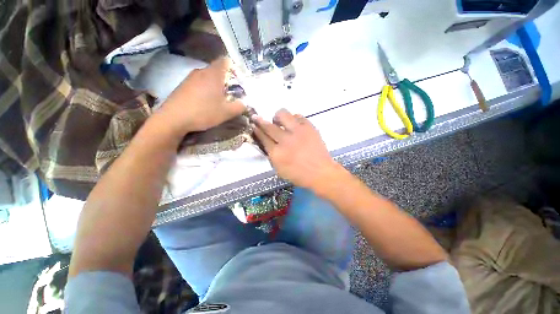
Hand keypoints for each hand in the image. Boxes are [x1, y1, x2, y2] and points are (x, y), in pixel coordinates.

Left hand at [156, 57, 245, 136]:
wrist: (174, 118)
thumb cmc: (204, 112)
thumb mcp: (226, 112)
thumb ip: (239, 107)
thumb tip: (244, 103)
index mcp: (214, 74)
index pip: (225, 61)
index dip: (233, 67)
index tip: (238, 79)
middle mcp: (201, 71)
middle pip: (216, 70)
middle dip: (225, 79)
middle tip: (231, 92)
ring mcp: (190, 77)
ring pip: (207, 77)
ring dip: (215, 85)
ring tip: (218, 98)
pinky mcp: (183, 85)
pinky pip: (198, 83)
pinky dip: (205, 89)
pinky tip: (205, 101)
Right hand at [252, 109, 341, 189]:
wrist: (321, 172)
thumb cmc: (299, 175)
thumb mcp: (279, 170)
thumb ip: (271, 155)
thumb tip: (266, 142)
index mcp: (277, 154)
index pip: (263, 138)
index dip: (257, 131)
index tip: (254, 126)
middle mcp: (285, 140)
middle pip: (269, 126)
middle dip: (260, 121)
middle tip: (257, 118)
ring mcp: (298, 132)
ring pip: (283, 114)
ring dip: (278, 117)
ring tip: (280, 123)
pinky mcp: (309, 127)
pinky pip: (298, 116)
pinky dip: (293, 119)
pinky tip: (294, 125)